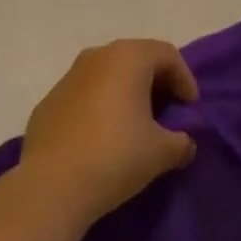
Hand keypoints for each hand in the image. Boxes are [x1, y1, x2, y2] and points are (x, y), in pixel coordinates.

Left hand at [21, 39, 198, 225]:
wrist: (51, 186)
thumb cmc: (115, 156)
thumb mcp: (161, 152)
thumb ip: (181, 142)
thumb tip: (185, 143)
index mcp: (128, 56)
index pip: (168, 54)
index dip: (185, 79)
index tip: (191, 110)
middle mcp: (98, 55)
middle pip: (137, 59)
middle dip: (156, 84)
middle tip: (168, 114)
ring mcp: (69, 76)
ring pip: (108, 76)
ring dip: (126, 94)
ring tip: (135, 127)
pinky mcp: (49, 101)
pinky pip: (84, 96)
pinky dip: (99, 108)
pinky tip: (102, 139)